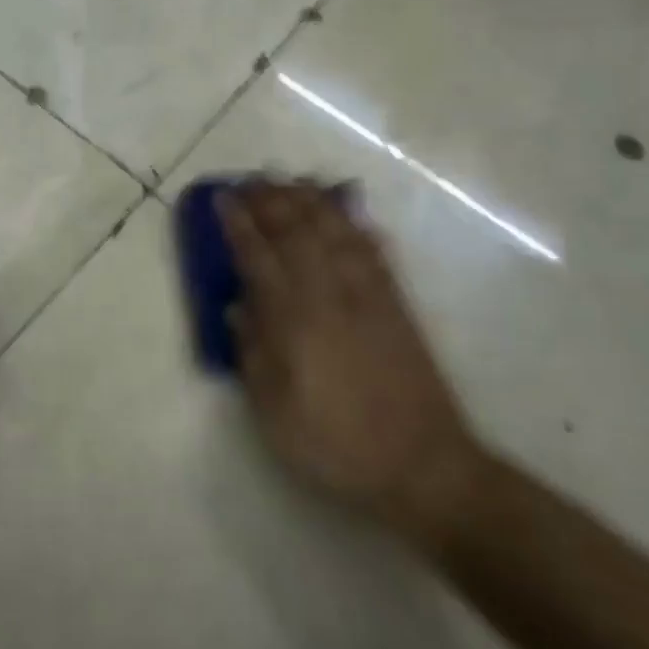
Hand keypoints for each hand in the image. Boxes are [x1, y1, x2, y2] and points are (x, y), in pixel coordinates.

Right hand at [217, 180, 483, 543]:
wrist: (425, 468)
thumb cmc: (337, 446)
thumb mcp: (276, 414)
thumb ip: (253, 355)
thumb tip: (238, 306)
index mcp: (296, 322)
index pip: (260, 258)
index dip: (239, 225)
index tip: (223, 199)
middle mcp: (331, 297)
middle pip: (298, 232)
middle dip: (271, 200)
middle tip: (251, 179)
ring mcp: (369, 297)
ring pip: (336, 232)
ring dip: (311, 200)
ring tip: (292, 179)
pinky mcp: (398, 305)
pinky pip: (375, 251)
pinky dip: (358, 223)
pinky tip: (349, 208)